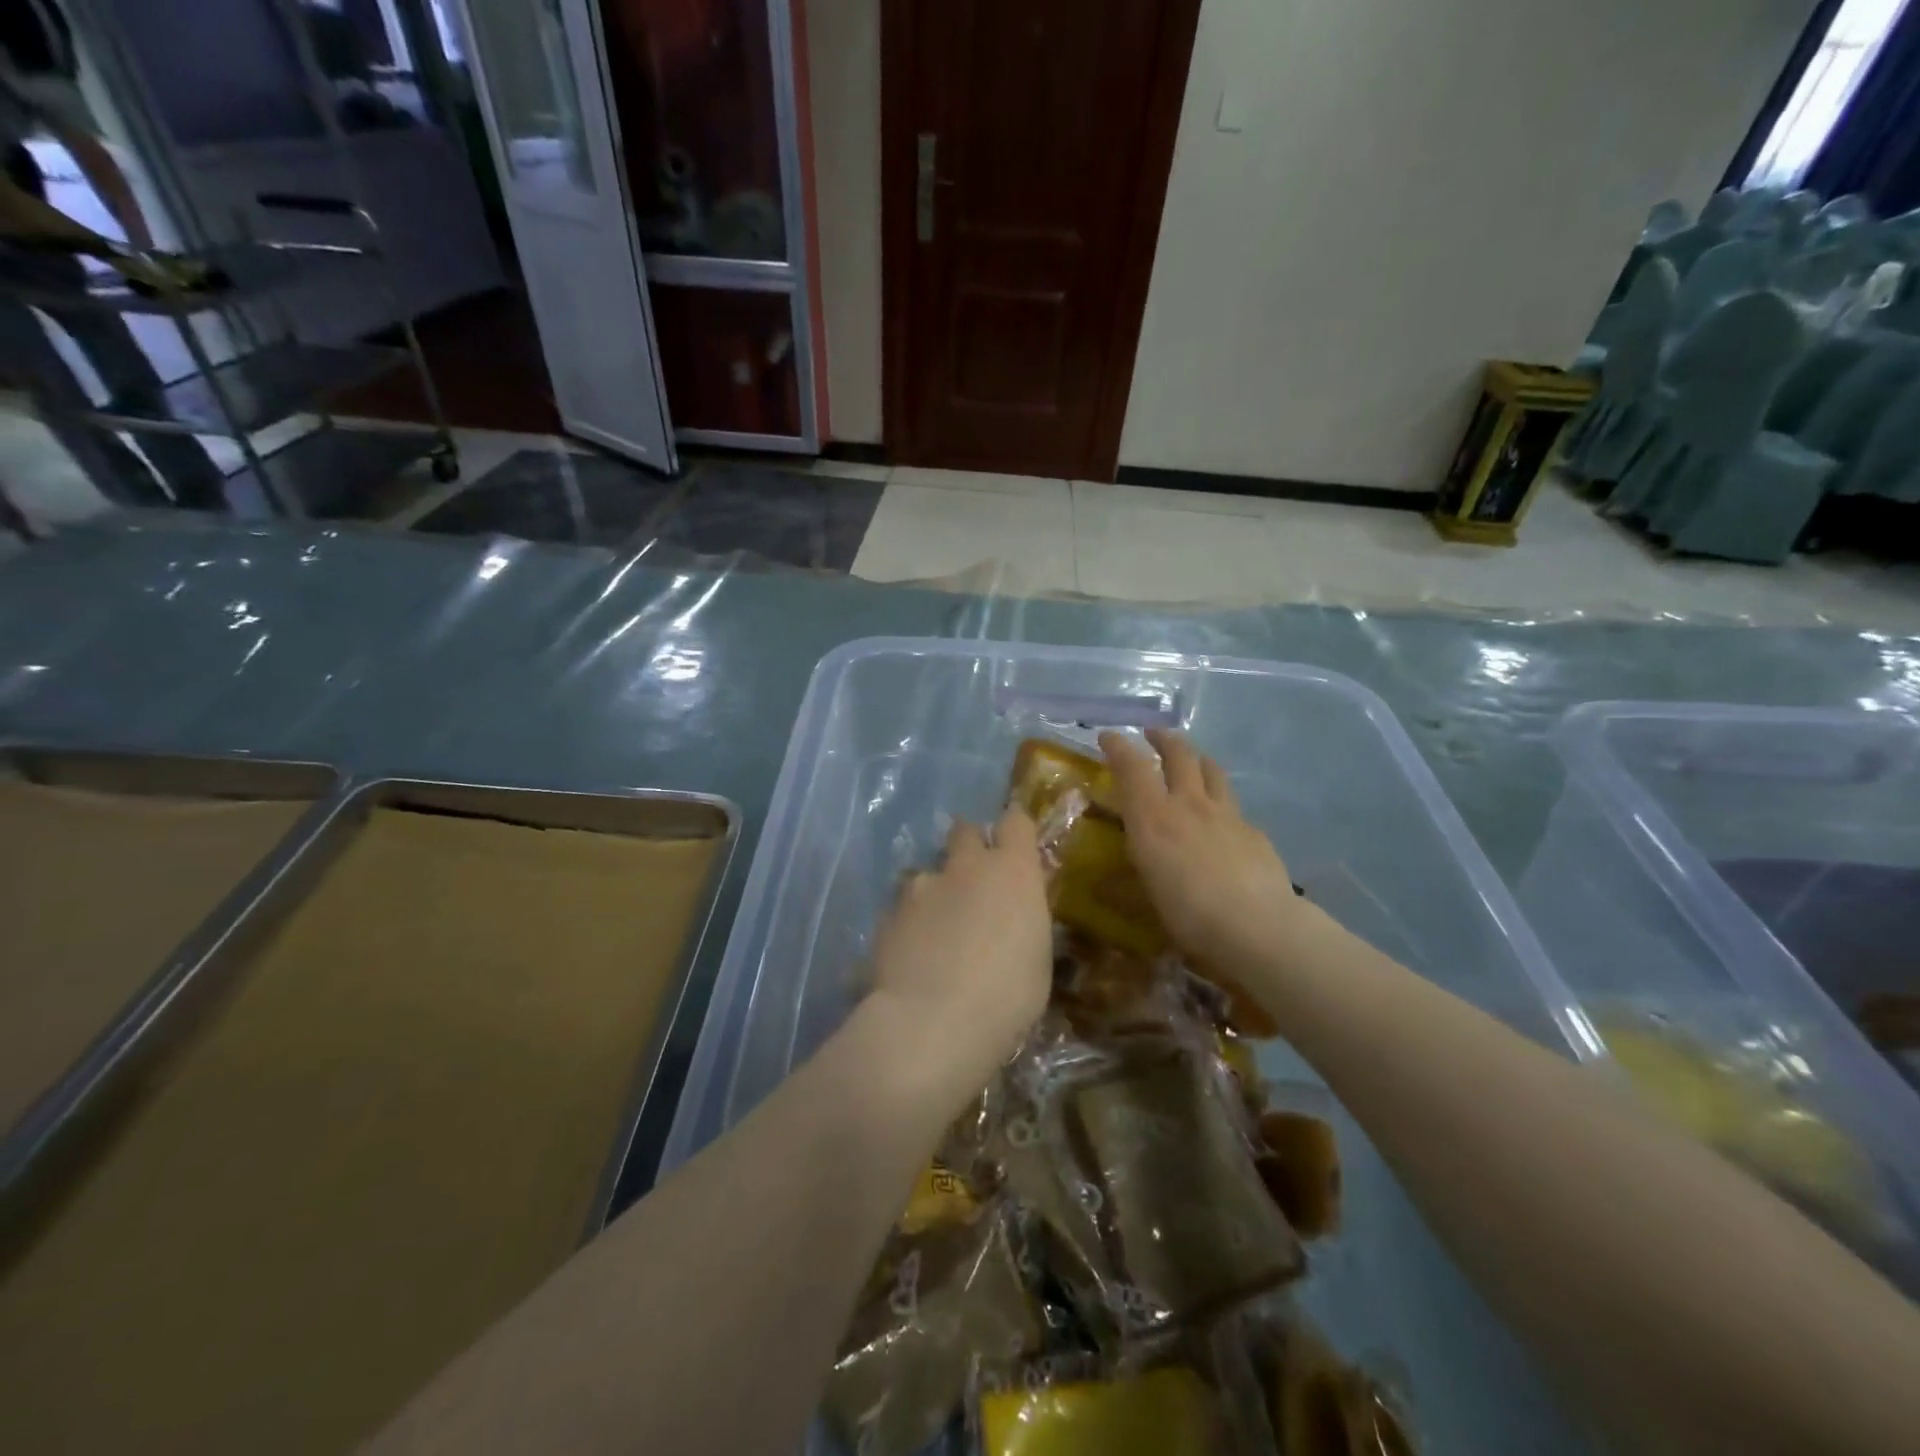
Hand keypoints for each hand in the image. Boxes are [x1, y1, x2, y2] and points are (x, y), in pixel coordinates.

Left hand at [866, 806, 1052, 1094]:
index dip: (1014, 828)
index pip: (1015, 822)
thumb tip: (1013, 915)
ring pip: (928, 874)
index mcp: (1012, 872)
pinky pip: (902, 909)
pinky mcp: (887, 914)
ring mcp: (921, 887)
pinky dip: (909, 925)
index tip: (1014, 841)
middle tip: (973, 879)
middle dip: (968, 845)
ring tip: (935, 932)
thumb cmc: (1007, 997)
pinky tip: (911, 956)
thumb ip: (1022, 921)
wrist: (932, 1022)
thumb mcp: (1037, 959)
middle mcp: (965, 867)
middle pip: (965, 831)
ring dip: (934, 892)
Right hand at [1100, 728, 1305, 973]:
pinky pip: (1233, 806)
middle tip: (1152, 734)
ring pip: (1211, 769)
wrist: (1258, 928)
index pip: (1131, 767)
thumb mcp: (1146, 898)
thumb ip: (1128, 883)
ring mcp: (1226, 814)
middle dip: (1163, 738)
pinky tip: (1221, 820)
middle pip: (1178, 754)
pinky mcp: (1253, 831)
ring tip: (1191, 760)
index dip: (1117, 747)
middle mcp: (1188, 805)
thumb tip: (1105, 885)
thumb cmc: (1189, 916)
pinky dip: (1220, 802)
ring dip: (1196, 758)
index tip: (1107, 737)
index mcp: (1152, 818)